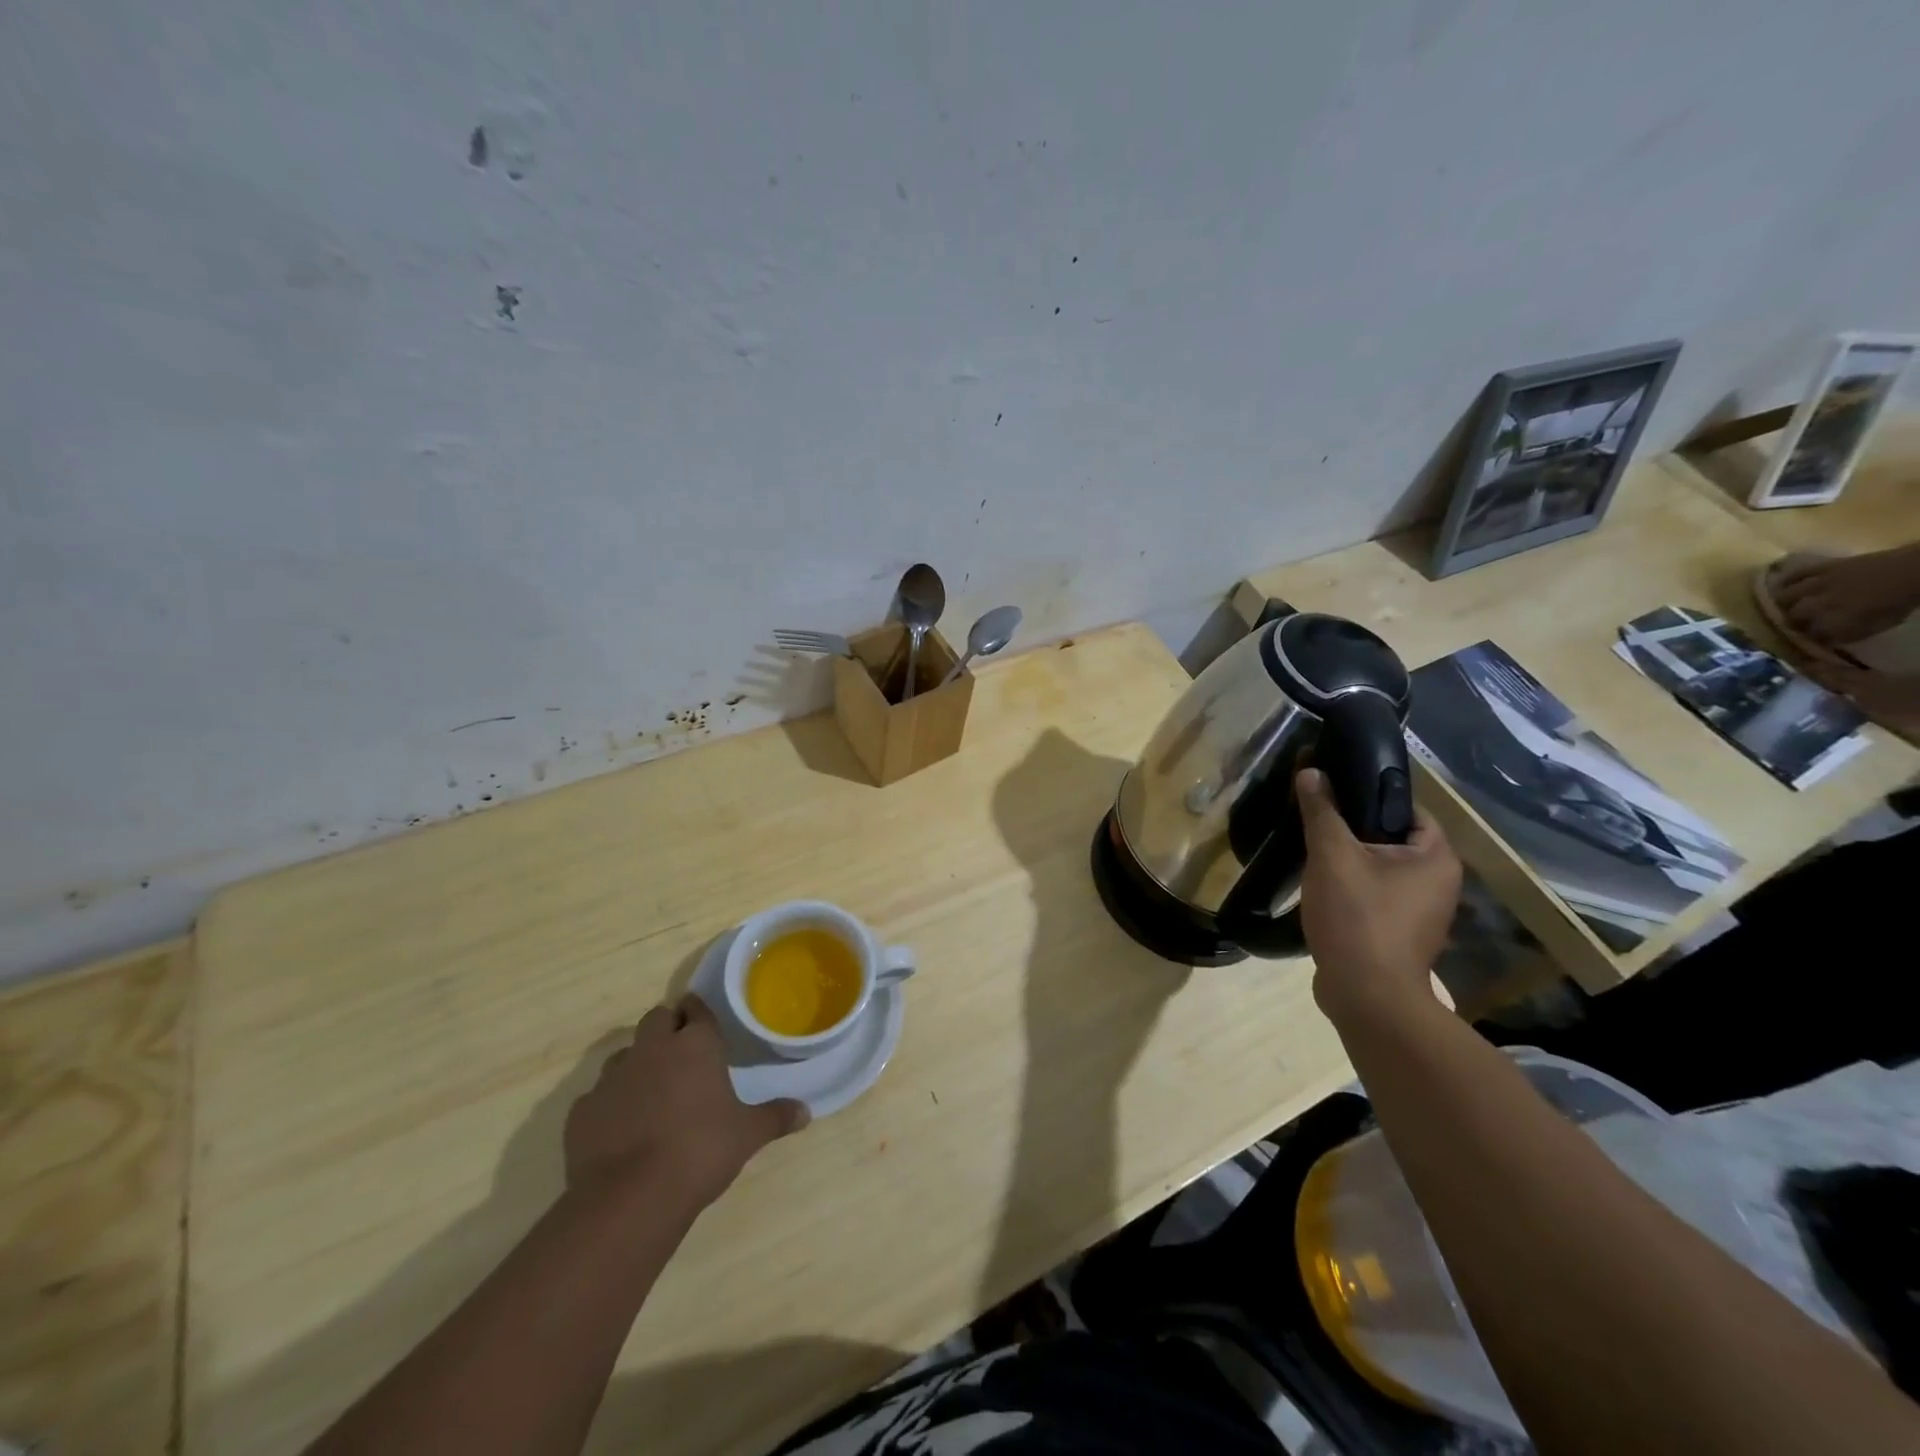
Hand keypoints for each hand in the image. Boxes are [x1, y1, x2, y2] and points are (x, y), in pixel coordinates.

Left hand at [564, 996, 808, 1213]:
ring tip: (652, 1093)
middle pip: (657, 1019)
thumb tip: (806, 1112)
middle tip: (682, 1055)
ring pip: (625, 1054)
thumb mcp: (748, 1135)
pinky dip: (611, 1104)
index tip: (705, 1026)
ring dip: (638, 1064)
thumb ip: (776, 1117)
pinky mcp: (582, 1110)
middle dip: (668, 1029)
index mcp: (695, 1044)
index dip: (699, 1014)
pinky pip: (598, 1095)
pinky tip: (621, 1129)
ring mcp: (612, 1077)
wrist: (630, 1198)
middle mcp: (652, 1048)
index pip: (696, 1008)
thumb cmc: (700, 1151)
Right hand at [1296, 768, 1461, 1026]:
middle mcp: (1438, 882)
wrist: (1366, 996)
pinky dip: (1350, 887)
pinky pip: (1374, 895)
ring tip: (1311, 850)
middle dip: (1352, 829)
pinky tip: (1320, 887)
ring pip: (1380, 869)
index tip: (1331, 792)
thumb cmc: (1358, 917)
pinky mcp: (1398, 933)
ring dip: (1348, 860)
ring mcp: (1420, 912)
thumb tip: (1311, 771)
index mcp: (1436, 857)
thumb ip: (1322, 811)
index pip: (1406, 807)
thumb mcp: (1332, 855)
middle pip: (1391, 838)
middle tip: (1314, 819)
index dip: (1368, 795)